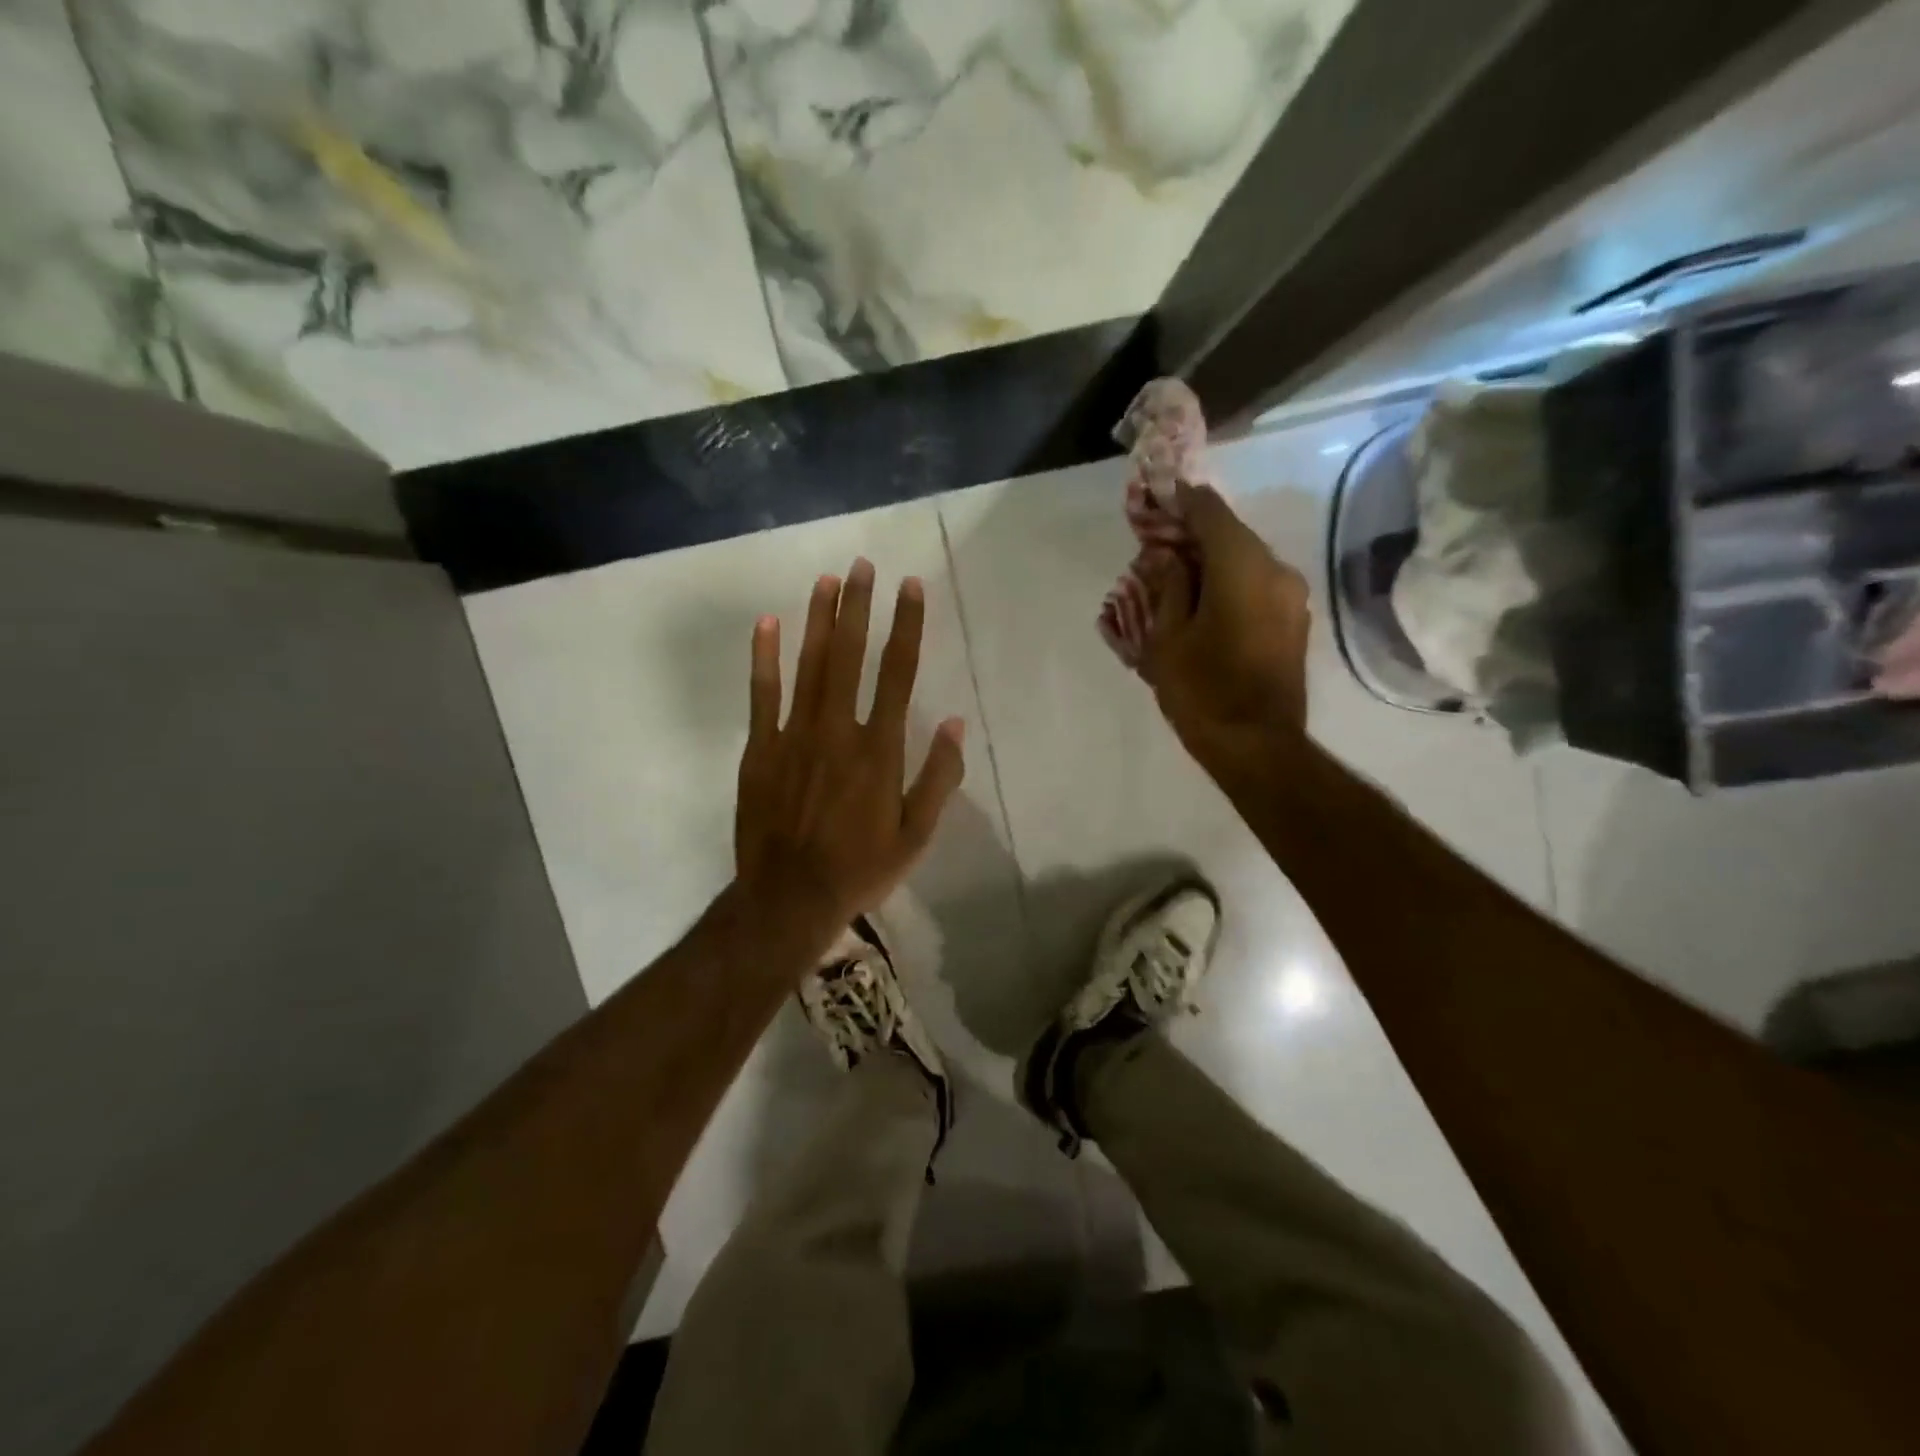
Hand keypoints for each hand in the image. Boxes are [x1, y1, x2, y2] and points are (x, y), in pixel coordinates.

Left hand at [734, 558, 966, 941]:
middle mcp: (838, 730)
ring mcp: (794, 736)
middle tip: (863, 564)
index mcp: (880, 750)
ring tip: (827, 580)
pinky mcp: (761, 749)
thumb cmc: (861, 868)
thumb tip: (954, 722)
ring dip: (819, 620)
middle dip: (858, 607)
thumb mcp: (916, 834)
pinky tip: (768, 624)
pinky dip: (765, 658)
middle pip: (850, 656)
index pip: (898, 673)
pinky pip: (762, 695)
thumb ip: (938, 776)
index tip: (910, 588)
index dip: (906, 627)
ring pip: (809, 666)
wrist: (789, 898)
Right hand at [1141, 482, 1311, 766]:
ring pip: (1247, 561)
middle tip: (1159, 544)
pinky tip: (1205, 602)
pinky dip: (1231, 583)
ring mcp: (1292, 596)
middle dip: (1195, 535)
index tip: (1159, 499)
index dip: (1183, 501)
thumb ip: (1168, 587)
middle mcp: (1276, 569)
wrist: (1257, 745)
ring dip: (1213, 562)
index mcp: (1242, 565)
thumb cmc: (1202, 690)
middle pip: (1232, 535)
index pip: (1211, 512)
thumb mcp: (1167, 638)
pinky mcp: (1295, 621)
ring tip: (1178, 578)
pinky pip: (1259, 586)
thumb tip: (1167, 557)